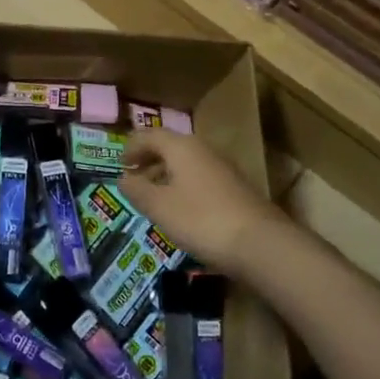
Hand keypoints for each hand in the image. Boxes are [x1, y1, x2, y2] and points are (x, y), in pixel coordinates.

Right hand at [120, 128, 285, 277]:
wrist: (259, 243)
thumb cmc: (200, 219)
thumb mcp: (159, 207)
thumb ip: (137, 190)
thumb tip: (123, 178)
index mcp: (182, 147)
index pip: (150, 135)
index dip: (132, 147)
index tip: (119, 163)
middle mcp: (203, 150)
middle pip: (170, 146)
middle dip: (149, 159)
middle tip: (133, 178)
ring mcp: (223, 168)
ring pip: (187, 163)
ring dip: (166, 174)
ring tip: (154, 195)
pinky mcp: (235, 188)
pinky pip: (200, 178)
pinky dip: (183, 186)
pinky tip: (181, 209)